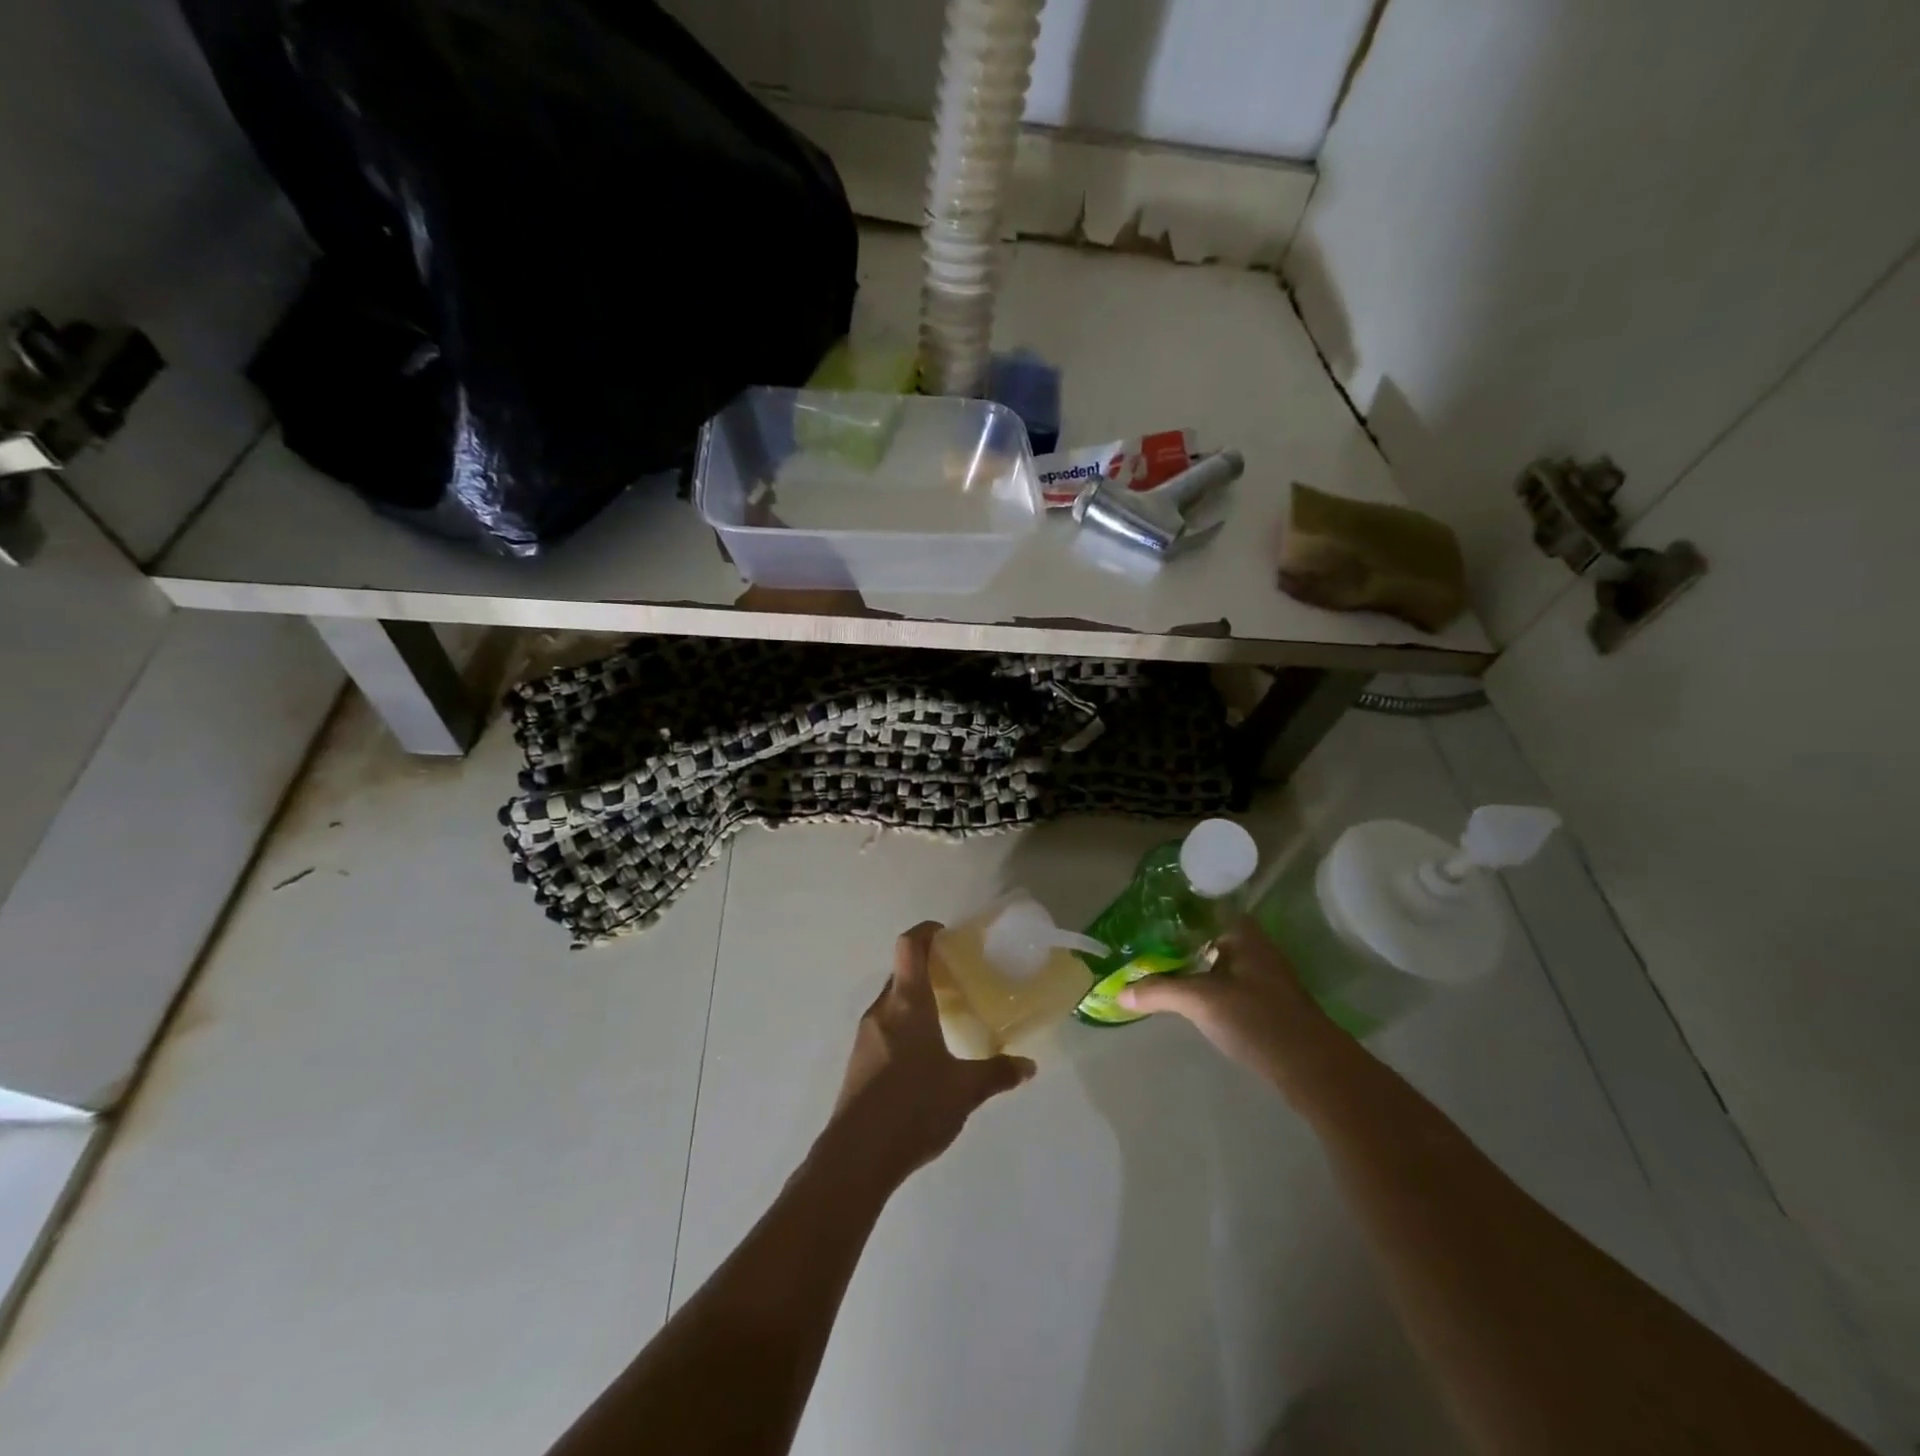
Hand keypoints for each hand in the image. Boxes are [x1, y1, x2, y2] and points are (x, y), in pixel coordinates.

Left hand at [820, 922, 1035, 1190]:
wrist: (857, 1156)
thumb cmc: (915, 1107)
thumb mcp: (965, 1090)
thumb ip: (997, 1073)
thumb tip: (1028, 1066)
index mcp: (907, 1003)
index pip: (910, 946)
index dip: (926, 932)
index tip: (947, 935)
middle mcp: (882, 1010)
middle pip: (901, 972)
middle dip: (926, 968)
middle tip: (957, 979)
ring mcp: (865, 1035)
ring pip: (891, 1002)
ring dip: (914, 1000)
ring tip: (944, 1017)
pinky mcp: (858, 1061)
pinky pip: (884, 1027)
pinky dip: (903, 1025)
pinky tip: (923, 1055)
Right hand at [1117, 917, 1341, 1093]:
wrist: (1311, 1068)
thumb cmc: (1256, 1018)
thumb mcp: (1200, 1000)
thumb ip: (1158, 991)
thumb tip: (1118, 993)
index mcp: (1242, 931)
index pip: (1199, 908)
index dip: (1170, 912)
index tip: (1141, 918)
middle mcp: (1252, 946)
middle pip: (1204, 935)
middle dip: (1173, 940)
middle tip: (1137, 945)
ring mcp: (1260, 974)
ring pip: (1213, 960)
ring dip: (1187, 964)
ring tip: (1151, 968)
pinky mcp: (1262, 1001)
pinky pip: (1222, 981)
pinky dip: (1201, 984)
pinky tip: (1182, 995)